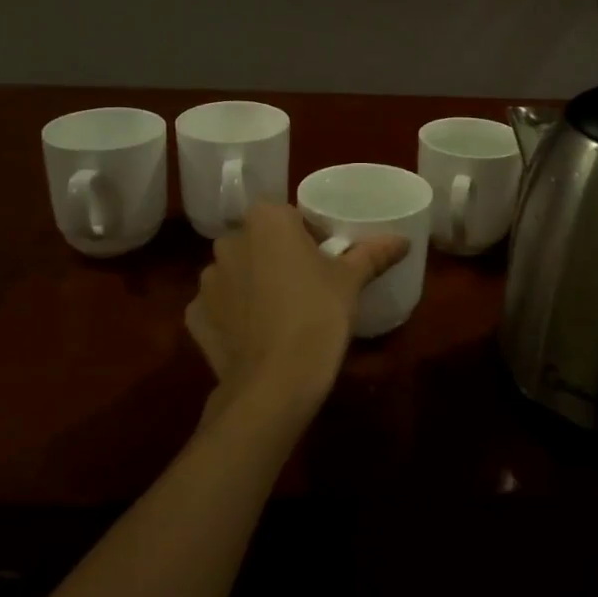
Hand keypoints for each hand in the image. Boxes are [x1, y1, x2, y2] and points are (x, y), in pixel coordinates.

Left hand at [185, 204, 407, 417]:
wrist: (275, 382)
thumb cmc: (318, 315)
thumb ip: (374, 253)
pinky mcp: (194, 317)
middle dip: (277, 257)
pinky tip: (255, 335)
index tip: (324, 260)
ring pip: (237, 273)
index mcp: (266, 221)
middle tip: (305, 286)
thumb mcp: (351, 281)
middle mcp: (228, 242)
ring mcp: (206, 281)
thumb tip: (403, 240)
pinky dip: (233, 315)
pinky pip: (219, 306)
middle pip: (258, 242)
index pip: (287, 215)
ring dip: (252, 284)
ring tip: (280, 314)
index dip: (307, 235)